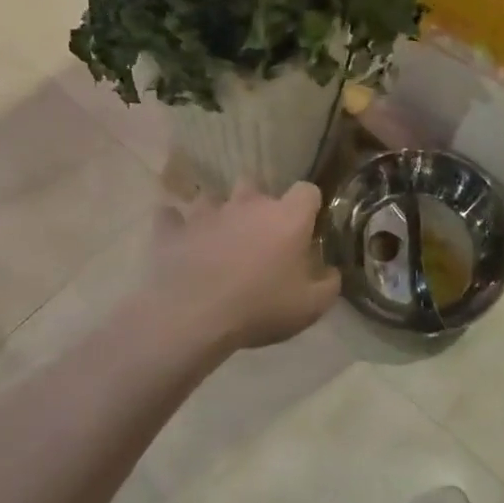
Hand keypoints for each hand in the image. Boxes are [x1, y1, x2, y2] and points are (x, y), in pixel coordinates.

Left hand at [151, 182, 341, 355]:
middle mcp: (248, 204)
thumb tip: (332, 272)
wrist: (193, 317)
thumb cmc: (260, 308)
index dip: (308, 206)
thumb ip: (329, 284)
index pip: (307, 190)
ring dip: (217, 213)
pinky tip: (181, 240)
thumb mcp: (311, 307)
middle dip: (258, 204)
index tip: (306, 227)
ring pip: (213, 198)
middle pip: (256, 185)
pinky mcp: (172, 229)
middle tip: (259, 236)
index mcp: (287, 217)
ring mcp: (207, 212)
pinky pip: (172, 217)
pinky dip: (177, 226)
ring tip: (217, 238)